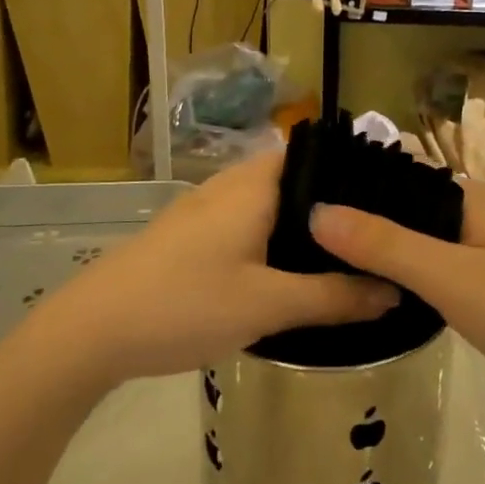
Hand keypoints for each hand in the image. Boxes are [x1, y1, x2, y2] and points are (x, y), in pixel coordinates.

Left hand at [20, 149, 396, 393]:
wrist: (90, 330)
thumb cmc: (185, 305)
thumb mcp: (267, 306)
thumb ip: (333, 297)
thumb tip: (393, 289)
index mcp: (252, 186)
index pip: (312, 153)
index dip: (350, 170)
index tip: (387, 199)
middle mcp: (228, 185)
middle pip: (292, 179)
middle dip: (330, 205)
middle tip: (373, 235)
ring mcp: (201, 209)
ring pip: (266, 203)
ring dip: (298, 224)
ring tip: (340, 253)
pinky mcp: (185, 235)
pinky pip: (243, 223)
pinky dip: (271, 238)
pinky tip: (283, 271)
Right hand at [309, 180, 484, 428]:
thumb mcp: (451, 278)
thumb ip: (385, 244)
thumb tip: (317, 211)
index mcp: (469, 197)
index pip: (396, 174)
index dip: (350, 185)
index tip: (296, 202)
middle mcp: (477, 214)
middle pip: (405, 209)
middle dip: (359, 222)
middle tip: (297, 241)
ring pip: (420, 242)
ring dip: (381, 251)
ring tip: (322, 265)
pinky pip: (437, 269)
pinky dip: (407, 277)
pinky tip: (376, 293)